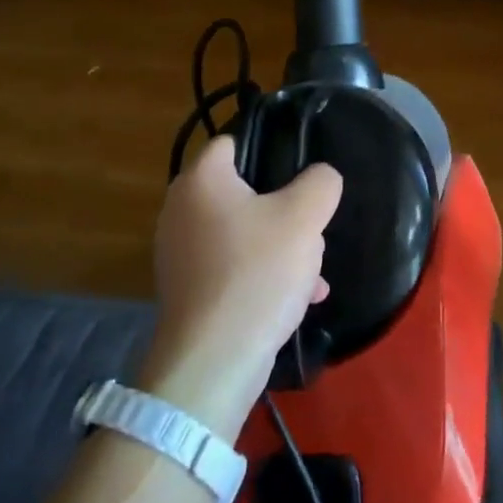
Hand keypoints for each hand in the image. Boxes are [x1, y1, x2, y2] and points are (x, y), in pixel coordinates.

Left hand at [137, 137, 341, 440]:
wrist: (214, 362)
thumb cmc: (257, 273)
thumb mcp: (304, 217)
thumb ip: (321, 183)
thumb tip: (321, 177)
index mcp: (201, 180)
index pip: (232, 141)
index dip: (268, 146)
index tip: (300, 168)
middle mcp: (181, 210)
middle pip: (244, 190)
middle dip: (284, 207)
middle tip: (310, 223)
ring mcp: (181, 253)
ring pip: (244, 232)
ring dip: (280, 245)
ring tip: (313, 269)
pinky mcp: (190, 290)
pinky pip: (235, 266)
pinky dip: (264, 273)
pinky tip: (301, 296)